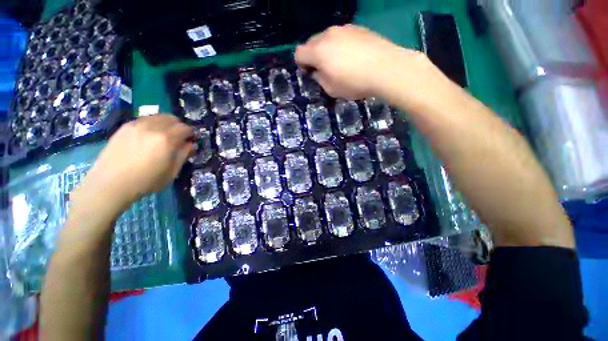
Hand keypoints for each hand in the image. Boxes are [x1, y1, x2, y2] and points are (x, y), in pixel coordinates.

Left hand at [71, 115, 193, 216]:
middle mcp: (152, 127)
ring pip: (158, 116)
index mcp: (166, 139)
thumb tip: (191, 144)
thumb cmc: (145, 181)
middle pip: (172, 118)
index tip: (190, 141)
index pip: (185, 128)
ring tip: (163, 136)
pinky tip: (148, 136)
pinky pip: (144, 119)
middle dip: (179, 127)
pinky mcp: (125, 127)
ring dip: (166, 124)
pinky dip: (152, 124)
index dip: (191, 134)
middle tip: (178, 138)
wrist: (110, 184)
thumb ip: (183, 155)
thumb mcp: (171, 172)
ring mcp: (136, 125)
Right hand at [295, 25, 428, 99]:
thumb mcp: (331, 89)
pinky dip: (341, 45)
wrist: (386, 68)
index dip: (301, 64)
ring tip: (341, 63)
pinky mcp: (358, 28)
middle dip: (314, 56)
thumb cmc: (355, 83)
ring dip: (327, 50)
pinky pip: (342, 36)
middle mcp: (328, 35)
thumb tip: (317, 72)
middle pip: (312, 42)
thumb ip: (319, 79)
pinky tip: (353, 56)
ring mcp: (344, 28)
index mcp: (318, 51)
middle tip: (324, 69)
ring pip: (327, 38)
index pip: (299, 53)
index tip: (310, 73)